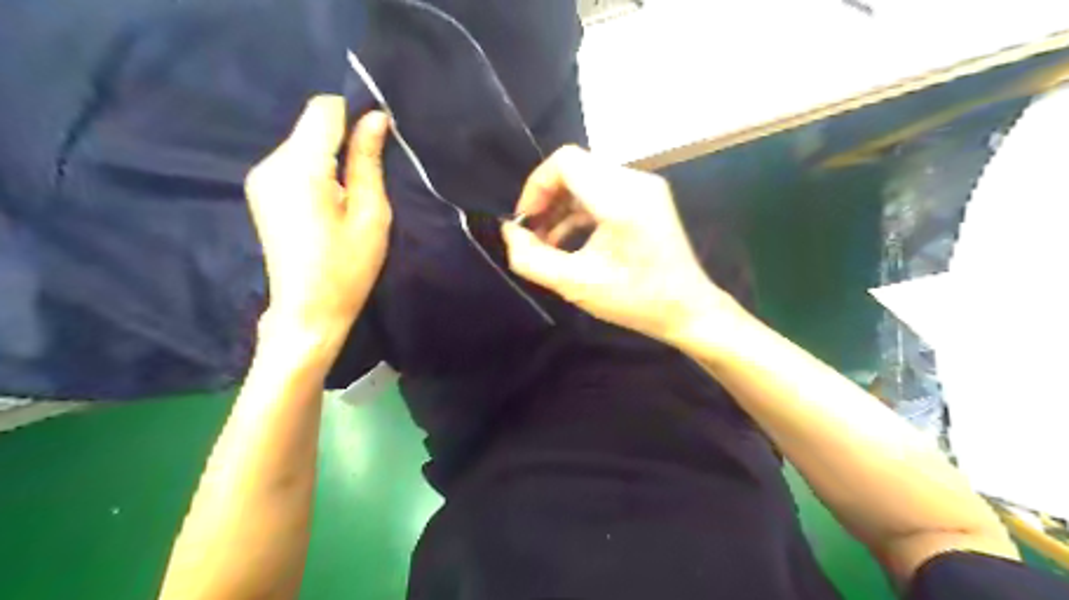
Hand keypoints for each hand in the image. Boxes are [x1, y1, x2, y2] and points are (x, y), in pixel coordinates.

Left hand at [247, 96, 391, 333]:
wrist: (307, 312)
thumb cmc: (347, 268)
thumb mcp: (370, 215)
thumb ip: (368, 162)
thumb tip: (376, 118)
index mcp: (299, 168)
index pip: (324, 110)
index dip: (354, 116)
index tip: (379, 143)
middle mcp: (271, 163)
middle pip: (312, 125)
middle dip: (344, 140)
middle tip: (371, 177)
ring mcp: (261, 178)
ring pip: (304, 143)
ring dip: (332, 157)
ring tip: (352, 195)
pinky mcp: (261, 191)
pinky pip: (295, 162)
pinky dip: (318, 170)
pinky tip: (331, 202)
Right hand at [503, 146, 745, 342]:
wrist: (688, 310)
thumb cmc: (635, 300)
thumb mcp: (576, 285)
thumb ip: (532, 259)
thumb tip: (509, 233)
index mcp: (620, 199)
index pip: (565, 161)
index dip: (536, 186)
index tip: (526, 222)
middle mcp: (635, 182)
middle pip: (575, 169)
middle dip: (546, 199)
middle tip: (533, 235)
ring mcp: (645, 188)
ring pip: (587, 180)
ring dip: (561, 207)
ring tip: (546, 243)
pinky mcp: (647, 199)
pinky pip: (603, 192)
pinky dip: (580, 211)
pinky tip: (568, 240)